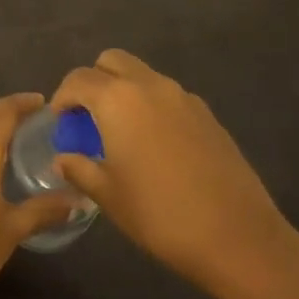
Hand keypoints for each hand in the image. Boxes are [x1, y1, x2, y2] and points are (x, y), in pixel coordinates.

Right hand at [50, 49, 298, 298]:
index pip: (78, 79)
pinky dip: (152, 107)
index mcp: (118, 99)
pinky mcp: (208, 115)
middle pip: (112, 61)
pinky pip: (168, 96)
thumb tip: (62, 159)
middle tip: (88, 117)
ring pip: (143, 76)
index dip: (62, 98)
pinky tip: (154, 146)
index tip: (60, 123)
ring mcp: (184, 98)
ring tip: (120, 132)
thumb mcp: (107, 195)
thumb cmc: (159, 214)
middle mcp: (151, 86)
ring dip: (124, 92)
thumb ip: (79, 168)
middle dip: (94, 81)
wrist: (238, 237)